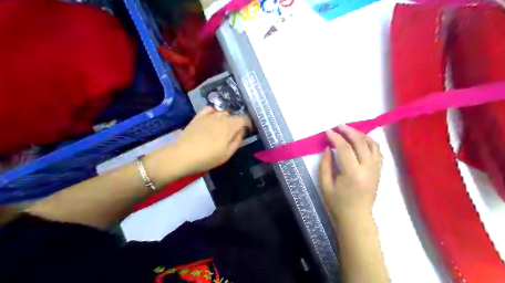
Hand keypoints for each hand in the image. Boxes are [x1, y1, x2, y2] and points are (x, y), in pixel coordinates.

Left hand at [174, 107, 251, 175]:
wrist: (183, 155)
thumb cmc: (209, 157)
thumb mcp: (228, 153)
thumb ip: (238, 140)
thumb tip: (242, 131)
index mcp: (231, 125)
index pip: (245, 119)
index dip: (248, 124)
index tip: (247, 131)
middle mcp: (222, 117)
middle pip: (233, 116)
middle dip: (236, 123)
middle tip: (233, 135)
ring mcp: (209, 115)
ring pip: (222, 113)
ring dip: (225, 119)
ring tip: (222, 129)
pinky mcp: (199, 116)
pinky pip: (210, 110)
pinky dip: (214, 113)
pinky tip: (212, 119)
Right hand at [319, 124, 382, 222]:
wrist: (356, 217)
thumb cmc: (337, 203)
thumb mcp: (325, 185)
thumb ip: (325, 165)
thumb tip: (328, 148)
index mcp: (353, 174)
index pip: (345, 149)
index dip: (336, 138)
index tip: (328, 131)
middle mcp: (368, 169)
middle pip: (361, 143)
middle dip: (349, 131)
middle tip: (339, 126)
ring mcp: (376, 170)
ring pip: (372, 145)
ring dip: (361, 134)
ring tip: (350, 131)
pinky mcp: (378, 171)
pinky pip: (377, 152)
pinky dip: (370, 142)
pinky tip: (361, 140)